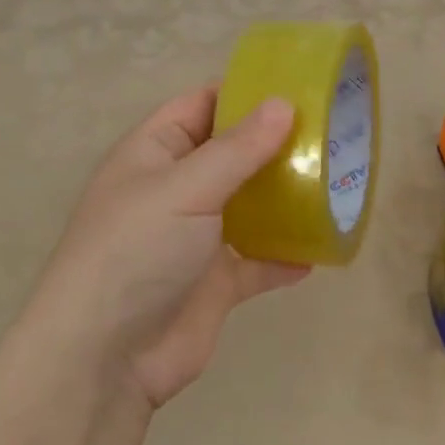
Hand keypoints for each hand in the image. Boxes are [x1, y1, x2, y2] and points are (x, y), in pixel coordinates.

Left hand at [29, 87, 307, 408]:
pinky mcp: (215, 285)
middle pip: (231, 156)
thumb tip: (283, 104)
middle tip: (333, 133)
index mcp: (154, 154)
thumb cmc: (137, 251)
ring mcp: (196, 240)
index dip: (243, 94)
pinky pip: (258, 263)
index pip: (200, 106)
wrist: (107, 356)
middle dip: (275, 146)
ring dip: (286, 200)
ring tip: (337, 183)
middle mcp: (175, 191)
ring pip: (249, 208)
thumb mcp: (186, 188)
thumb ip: (237, 148)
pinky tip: (321, 250)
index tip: (297, 87)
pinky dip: (284, 257)